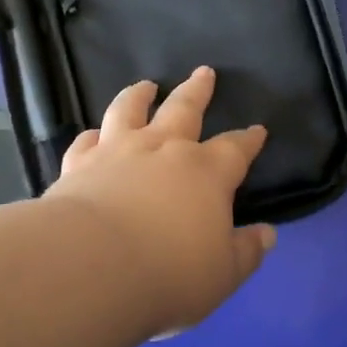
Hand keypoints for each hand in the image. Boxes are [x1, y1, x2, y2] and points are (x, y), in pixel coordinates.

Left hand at [45, 67, 274, 334]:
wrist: (93, 264)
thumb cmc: (169, 272)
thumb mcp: (223, 273)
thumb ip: (246, 251)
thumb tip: (267, 233)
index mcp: (206, 172)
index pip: (235, 149)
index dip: (248, 140)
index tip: (258, 130)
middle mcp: (163, 149)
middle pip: (184, 108)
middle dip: (197, 90)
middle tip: (204, 72)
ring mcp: (117, 151)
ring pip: (130, 110)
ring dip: (139, 95)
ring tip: (146, 85)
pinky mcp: (79, 164)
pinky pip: (86, 141)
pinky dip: (92, 135)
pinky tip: (93, 134)